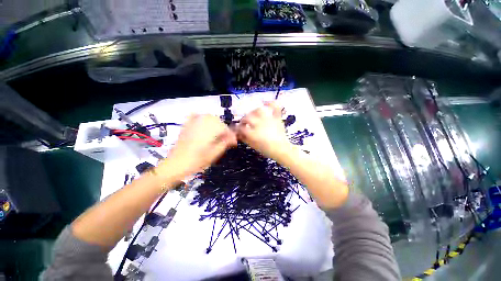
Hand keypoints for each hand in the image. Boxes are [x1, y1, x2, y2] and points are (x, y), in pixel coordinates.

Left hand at [159, 114, 236, 179]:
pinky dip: (202, 118)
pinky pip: (196, 116)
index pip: (225, 128)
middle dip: (224, 129)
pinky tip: (204, 123)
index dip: (231, 135)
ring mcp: (193, 123)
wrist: (176, 164)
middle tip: (226, 139)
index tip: (234, 143)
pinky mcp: (187, 125)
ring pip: (209, 117)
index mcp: (210, 130)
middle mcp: (202, 123)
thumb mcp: (215, 154)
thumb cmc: (197, 161)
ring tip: (217, 134)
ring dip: (215, 124)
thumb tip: (233, 138)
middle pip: (218, 121)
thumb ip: (225, 143)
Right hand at [237, 102, 291, 160]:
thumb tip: (239, 134)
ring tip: (253, 114)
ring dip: (254, 111)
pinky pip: (275, 107)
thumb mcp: (253, 146)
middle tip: (244, 122)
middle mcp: (260, 124)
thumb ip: (245, 139)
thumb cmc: (267, 150)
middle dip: (243, 120)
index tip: (238, 129)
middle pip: (247, 117)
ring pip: (259, 110)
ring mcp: (269, 120)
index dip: (237, 128)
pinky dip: (271, 103)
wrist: (282, 149)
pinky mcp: (276, 118)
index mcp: (253, 134)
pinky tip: (266, 103)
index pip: (241, 127)